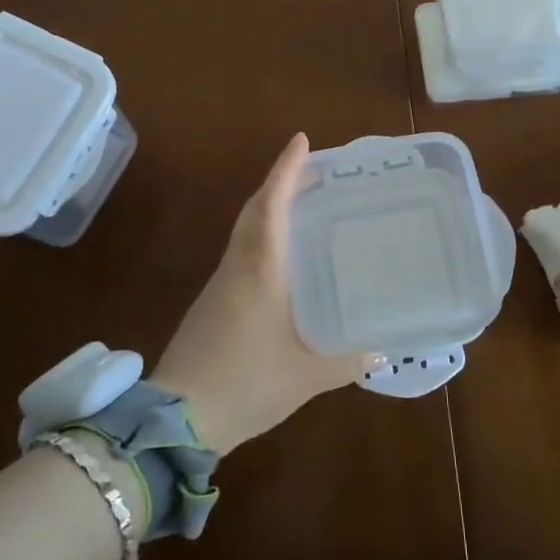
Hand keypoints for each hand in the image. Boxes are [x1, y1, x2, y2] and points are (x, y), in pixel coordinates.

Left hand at [152, 133, 362, 453]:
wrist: (177, 419)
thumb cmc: (245, 383)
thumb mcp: (306, 375)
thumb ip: (347, 360)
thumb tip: (382, 350)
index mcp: (260, 269)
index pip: (272, 205)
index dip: (286, 170)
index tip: (301, 140)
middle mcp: (238, 266)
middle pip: (255, 210)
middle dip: (279, 183)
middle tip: (310, 169)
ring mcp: (220, 284)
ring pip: (245, 231)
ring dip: (269, 208)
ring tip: (302, 205)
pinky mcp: (212, 304)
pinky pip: (241, 254)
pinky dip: (262, 238)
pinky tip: (282, 259)